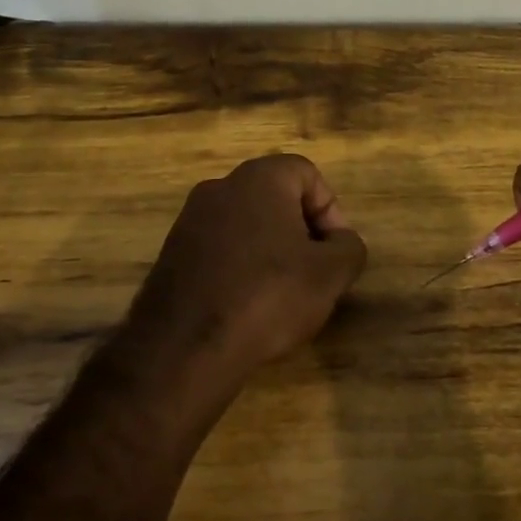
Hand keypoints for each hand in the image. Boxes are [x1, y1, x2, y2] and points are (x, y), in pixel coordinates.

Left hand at [123, 154, 366, 400]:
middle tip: (313, 272)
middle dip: (301, 231)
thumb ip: (349, 247)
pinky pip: (220, 248)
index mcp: (259, 178)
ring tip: (282, 293)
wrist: (185, 346)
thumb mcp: (330, 275)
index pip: (307, 173)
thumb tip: (341, 242)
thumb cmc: (268, 296)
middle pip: (275, 197)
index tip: (334, 251)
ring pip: (246, 224)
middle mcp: (220, 187)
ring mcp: (190, 219)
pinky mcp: (172, 252)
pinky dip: (240, 266)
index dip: (330, 210)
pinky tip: (247, 305)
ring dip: (270, 250)